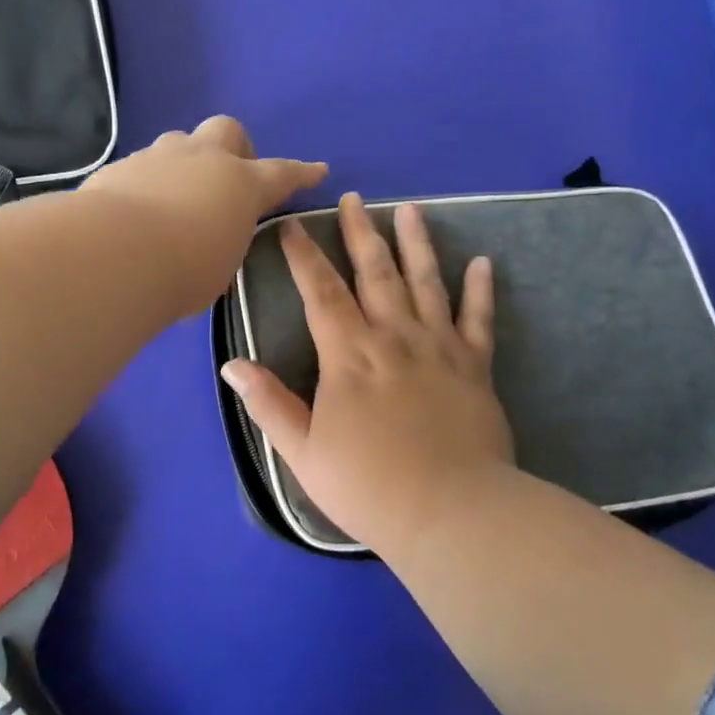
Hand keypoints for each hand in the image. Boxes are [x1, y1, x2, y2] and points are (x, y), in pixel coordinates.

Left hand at [80, 116, 327, 315]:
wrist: (115, 252)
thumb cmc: (184, 271)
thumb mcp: (218, 269)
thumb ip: (220, 246)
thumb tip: (207, 244)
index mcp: (240, 184)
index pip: (281, 174)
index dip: (301, 173)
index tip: (317, 169)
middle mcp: (202, 159)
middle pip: (227, 130)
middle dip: (234, 147)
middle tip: (227, 177)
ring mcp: (158, 157)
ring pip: (179, 142)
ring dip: (184, 162)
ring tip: (175, 196)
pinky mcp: (120, 167)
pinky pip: (140, 166)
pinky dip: (145, 184)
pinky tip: (133, 212)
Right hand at [221, 192, 514, 558]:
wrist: (453, 515)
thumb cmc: (368, 486)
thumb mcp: (302, 451)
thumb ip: (268, 404)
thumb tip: (231, 365)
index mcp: (348, 355)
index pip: (320, 292)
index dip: (303, 256)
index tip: (291, 226)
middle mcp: (393, 337)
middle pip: (375, 273)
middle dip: (361, 232)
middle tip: (354, 199)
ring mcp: (439, 348)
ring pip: (426, 282)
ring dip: (417, 244)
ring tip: (411, 210)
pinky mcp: (476, 367)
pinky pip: (479, 319)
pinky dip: (480, 289)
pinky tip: (483, 262)